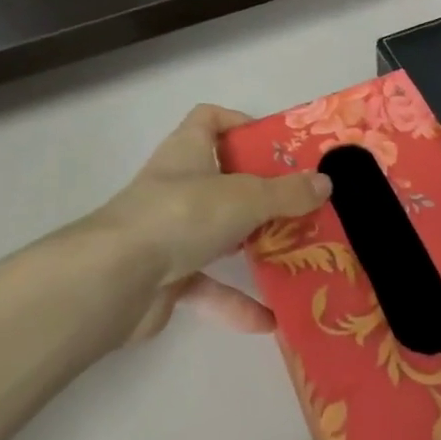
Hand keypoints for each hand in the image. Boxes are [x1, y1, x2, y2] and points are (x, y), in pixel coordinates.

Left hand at [84, 104, 329, 340]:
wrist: (115, 280)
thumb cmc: (182, 215)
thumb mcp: (246, 197)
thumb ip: (287, 193)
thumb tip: (325, 184)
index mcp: (189, 151)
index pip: (210, 120)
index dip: (240, 124)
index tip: (274, 146)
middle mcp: (177, 186)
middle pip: (223, 179)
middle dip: (261, 194)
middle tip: (301, 205)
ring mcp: (169, 232)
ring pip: (218, 233)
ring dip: (253, 247)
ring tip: (295, 256)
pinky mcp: (165, 276)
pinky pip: (208, 285)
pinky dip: (235, 301)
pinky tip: (270, 319)